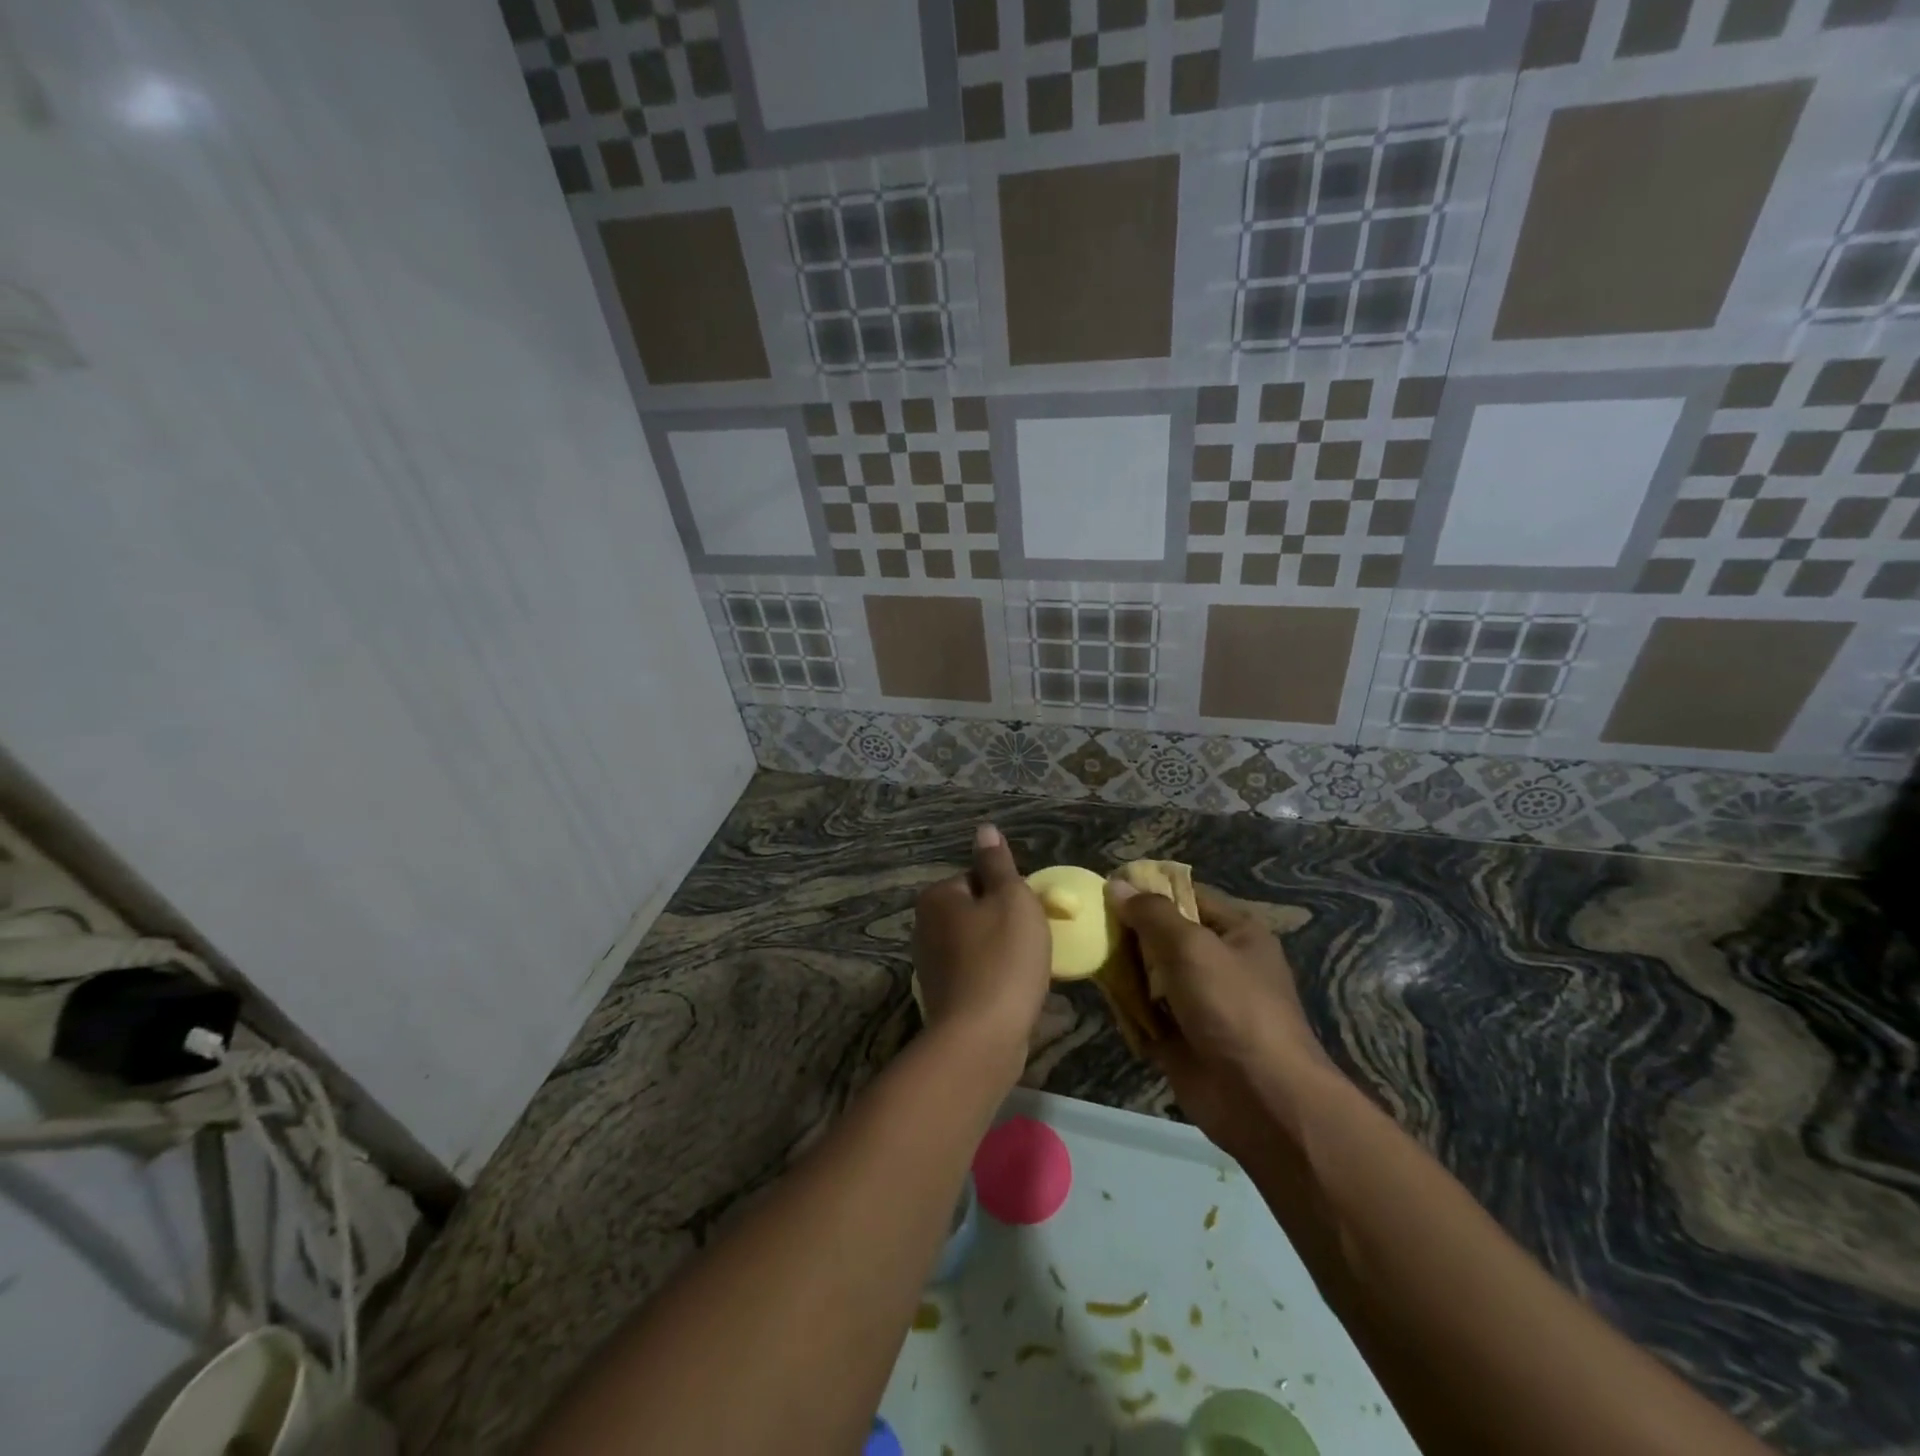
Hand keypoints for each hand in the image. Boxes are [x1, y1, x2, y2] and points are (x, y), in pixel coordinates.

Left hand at [912, 825, 1051, 1072]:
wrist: (981, 1039)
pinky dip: (994, 978)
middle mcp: (924, 927)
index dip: (1008, 893)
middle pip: (975, 911)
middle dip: (1004, 923)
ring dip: (1001, 952)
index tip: (1028, 914)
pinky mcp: (942, 997)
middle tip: (1031, 942)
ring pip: (976, 944)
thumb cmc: (1002, 959)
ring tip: (1026, 970)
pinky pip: (975, 974)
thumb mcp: (1011, 899)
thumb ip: (998, 863)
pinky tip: (1013, 991)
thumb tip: (984, 829)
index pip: (976, 878)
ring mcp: (929, 965)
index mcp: (936, 897)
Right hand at [1106, 878, 1333, 1155]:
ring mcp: (1199, 1004)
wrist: (1262, 1100)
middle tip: (1090, 925)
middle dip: (1129, 932)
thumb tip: (1117, 884)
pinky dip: (1127, 1009)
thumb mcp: (1192, 947)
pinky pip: (1145, 1013)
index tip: (1106, 888)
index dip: (1148, 890)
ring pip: (1150, 975)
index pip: (1186, 896)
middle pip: (1163, 936)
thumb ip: (1151, 914)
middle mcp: (1218, 963)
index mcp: (1236, 933)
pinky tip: (1103, 997)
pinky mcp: (1181, 1039)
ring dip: (1124, 971)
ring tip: (1090, 958)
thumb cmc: (1233, 1007)